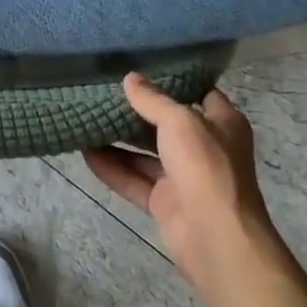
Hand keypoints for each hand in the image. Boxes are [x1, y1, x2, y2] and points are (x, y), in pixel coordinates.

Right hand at [85, 73, 274, 293]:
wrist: (216, 238)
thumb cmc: (205, 166)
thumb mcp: (179, 121)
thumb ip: (152, 99)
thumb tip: (130, 78)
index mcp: (221, 125)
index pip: (200, 94)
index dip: (174, 82)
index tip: (143, 68)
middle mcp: (205, 149)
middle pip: (167, 124)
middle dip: (137, 111)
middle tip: (104, 91)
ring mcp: (184, 178)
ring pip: (146, 154)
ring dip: (119, 140)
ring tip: (88, 119)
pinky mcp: (165, 203)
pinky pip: (134, 180)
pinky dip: (112, 168)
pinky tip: (85, 153)